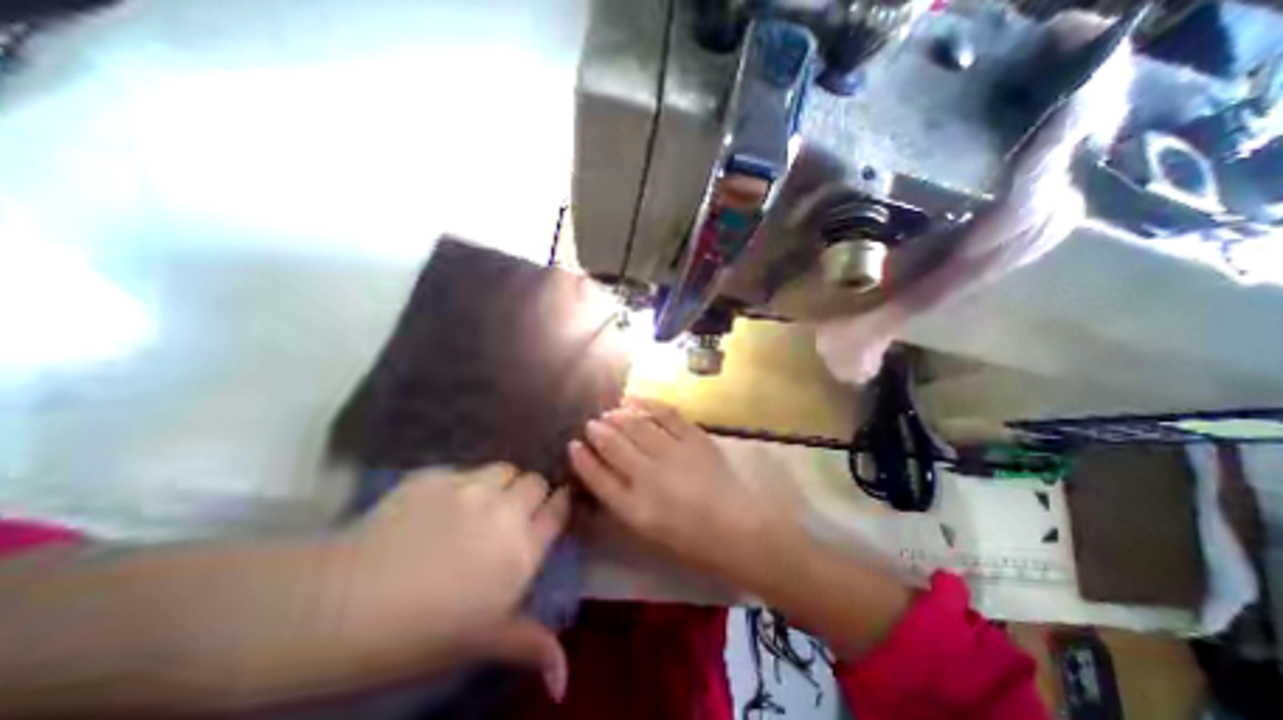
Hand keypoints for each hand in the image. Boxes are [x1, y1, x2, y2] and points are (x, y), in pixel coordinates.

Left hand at [334, 464, 570, 699]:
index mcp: (523, 546)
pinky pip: (463, 471)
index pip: (559, 507)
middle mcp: (505, 509)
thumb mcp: (483, 640)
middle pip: (535, 481)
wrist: (343, 605)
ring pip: (503, 469)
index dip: (558, 504)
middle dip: (529, 493)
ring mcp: (471, 487)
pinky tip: (435, 507)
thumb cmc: (422, 632)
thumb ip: (530, 644)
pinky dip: (459, 485)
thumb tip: (564, 678)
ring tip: (477, 505)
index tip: (551, 508)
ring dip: (498, 483)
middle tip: (509, 513)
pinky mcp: (438, 475)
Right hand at [569, 396, 798, 586]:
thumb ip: (623, 500)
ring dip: (618, 416)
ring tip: (610, 412)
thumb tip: (603, 471)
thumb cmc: (691, 539)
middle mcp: (650, 477)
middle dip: (598, 431)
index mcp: (636, 509)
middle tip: (592, 423)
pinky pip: (665, 413)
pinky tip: (634, 400)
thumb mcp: (648, 530)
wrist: (739, 528)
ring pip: (636, 425)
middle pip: (614, 445)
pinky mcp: (694, 438)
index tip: (573, 445)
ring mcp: (674, 453)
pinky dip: (646, 403)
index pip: (598, 479)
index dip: (583, 460)